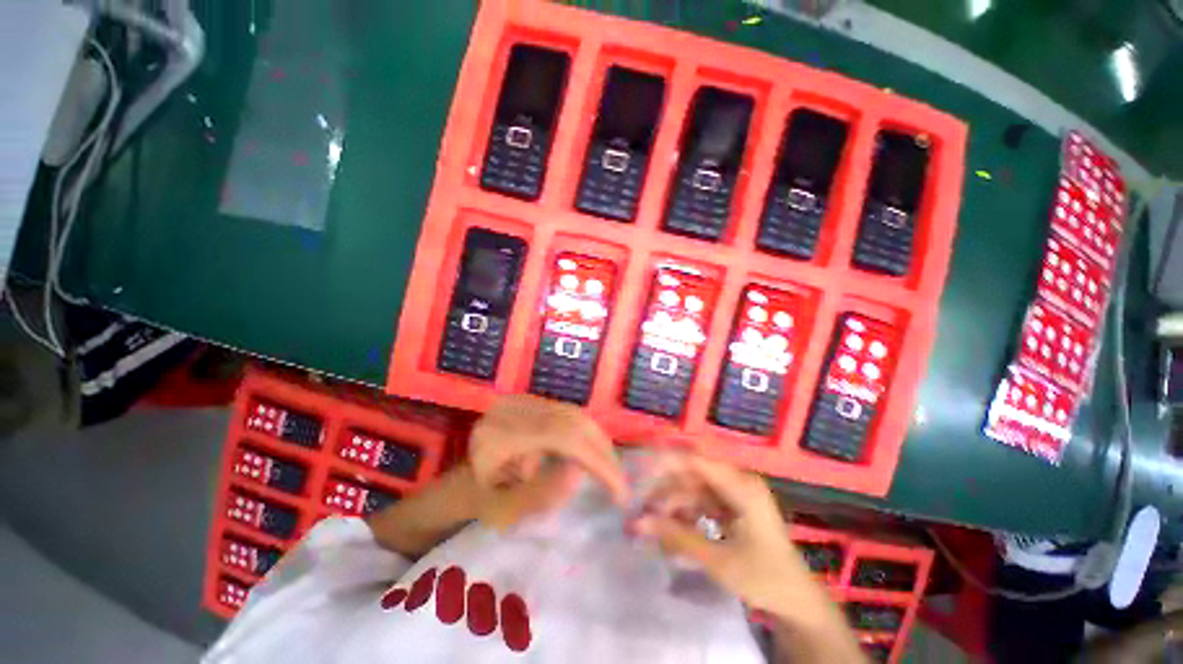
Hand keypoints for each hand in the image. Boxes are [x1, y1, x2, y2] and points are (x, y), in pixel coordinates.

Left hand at [468, 395, 628, 527]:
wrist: (464, 477)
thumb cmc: (480, 500)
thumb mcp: (502, 510)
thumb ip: (538, 495)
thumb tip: (579, 471)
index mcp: (502, 433)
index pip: (562, 436)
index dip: (595, 459)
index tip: (618, 490)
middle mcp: (516, 408)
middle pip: (573, 420)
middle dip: (602, 451)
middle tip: (619, 482)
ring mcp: (525, 401)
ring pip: (575, 413)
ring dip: (598, 442)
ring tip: (610, 470)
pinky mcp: (534, 402)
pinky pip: (570, 413)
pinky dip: (588, 434)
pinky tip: (594, 453)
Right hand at [635, 454, 830, 625]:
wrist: (798, 603)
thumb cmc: (763, 579)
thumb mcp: (718, 560)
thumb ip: (676, 536)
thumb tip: (637, 522)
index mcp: (741, 486)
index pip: (696, 460)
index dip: (666, 460)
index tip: (639, 466)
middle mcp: (738, 481)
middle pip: (693, 472)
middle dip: (666, 485)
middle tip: (641, 500)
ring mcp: (736, 493)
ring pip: (695, 486)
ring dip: (673, 500)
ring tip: (652, 519)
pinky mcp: (733, 506)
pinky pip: (702, 500)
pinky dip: (686, 510)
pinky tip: (671, 525)